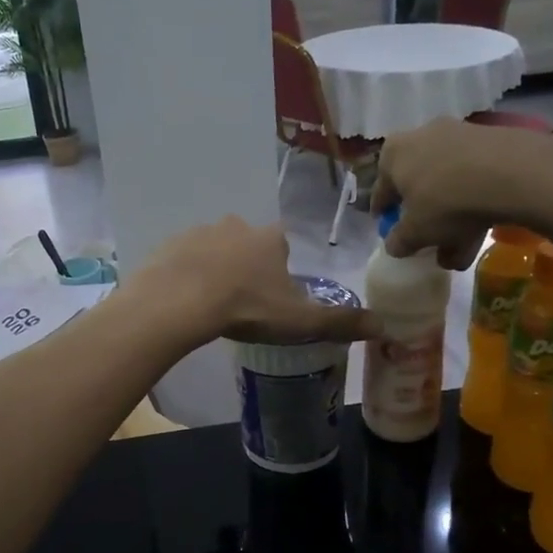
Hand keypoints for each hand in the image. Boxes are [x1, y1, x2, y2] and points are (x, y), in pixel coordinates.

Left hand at [126, 217, 377, 345]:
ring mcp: (198, 233)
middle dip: (246, 265)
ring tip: (210, 303)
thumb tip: (384, 325)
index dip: (281, 266)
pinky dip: (184, 275)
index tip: (274, 291)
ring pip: (212, 249)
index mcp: (269, 239)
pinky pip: (181, 259)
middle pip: (246, 243)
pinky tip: (183, 300)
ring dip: (214, 269)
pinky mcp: (168, 246)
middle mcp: (235, 227)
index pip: (283, 243)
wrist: (179, 302)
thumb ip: (340, 322)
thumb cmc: (246, 308)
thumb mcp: (299, 321)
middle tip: (242, 300)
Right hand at [370, 118, 552, 266]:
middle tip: (429, 243)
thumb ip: (399, 241)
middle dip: (424, 218)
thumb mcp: (416, 233)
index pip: (381, 190)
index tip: (391, 233)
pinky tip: (482, 230)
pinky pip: (474, 178)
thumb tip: (394, 245)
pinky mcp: (491, 140)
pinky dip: (474, 203)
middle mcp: (422, 135)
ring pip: (448, 184)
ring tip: (461, 251)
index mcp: (393, 153)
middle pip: (418, 185)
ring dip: (452, 218)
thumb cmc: (446, 202)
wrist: (511, 173)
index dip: (385, 215)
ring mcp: (459, 134)